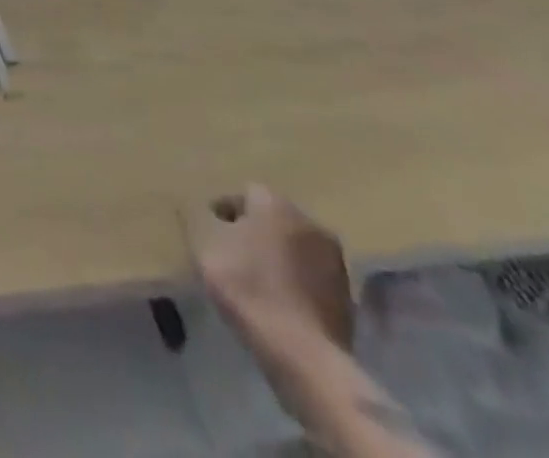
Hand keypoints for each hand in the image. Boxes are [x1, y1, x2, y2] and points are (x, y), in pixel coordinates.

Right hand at [190, 184, 353, 358]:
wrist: (304, 356)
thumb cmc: (248, 289)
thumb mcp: (206, 247)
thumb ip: (200, 219)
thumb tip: (199, 208)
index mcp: (275, 203)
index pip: (245, 193)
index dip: (225, 211)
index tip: (211, 232)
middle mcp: (309, 221)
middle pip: (274, 218)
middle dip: (255, 231)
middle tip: (234, 253)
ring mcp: (335, 261)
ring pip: (296, 247)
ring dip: (279, 256)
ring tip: (258, 281)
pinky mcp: (348, 297)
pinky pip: (312, 278)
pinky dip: (296, 283)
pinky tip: (281, 302)